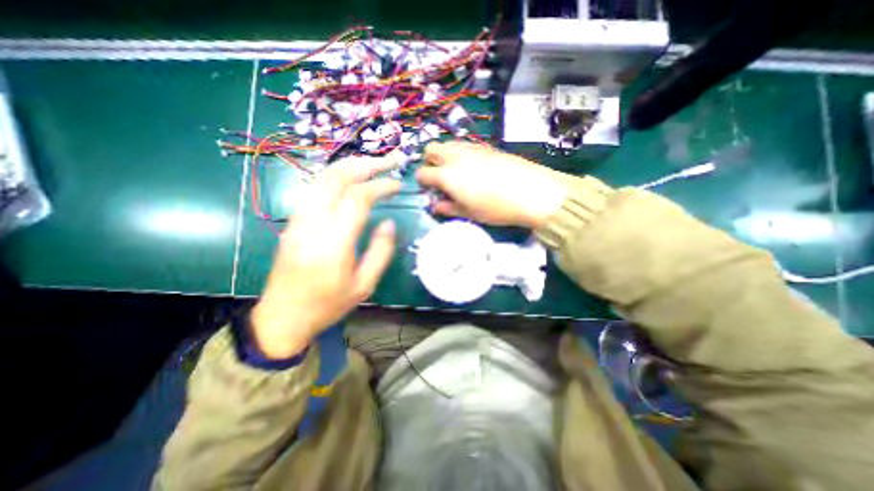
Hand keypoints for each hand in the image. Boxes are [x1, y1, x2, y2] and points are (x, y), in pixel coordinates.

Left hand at [251, 155, 400, 359]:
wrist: (282, 316)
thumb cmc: (328, 304)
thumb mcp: (364, 285)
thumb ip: (381, 251)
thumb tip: (389, 222)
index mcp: (333, 243)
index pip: (357, 198)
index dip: (380, 185)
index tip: (397, 184)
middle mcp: (312, 224)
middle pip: (336, 178)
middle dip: (366, 164)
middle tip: (389, 160)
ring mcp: (297, 220)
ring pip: (322, 178)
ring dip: (350, 166)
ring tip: (373, 164)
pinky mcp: (292, 221)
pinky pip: (314, 188)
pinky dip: (335, 176)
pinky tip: (350, 178)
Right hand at [414, 139, 566, 228]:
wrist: (530, 191)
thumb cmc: (496, 208)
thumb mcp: (469, 213)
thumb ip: (447, 208)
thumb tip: (434, 205)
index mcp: (447, 175)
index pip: (422, 173)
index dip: (422, 182)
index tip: (429, 190)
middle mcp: (455, 157)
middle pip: (430, 149)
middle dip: (429, 161)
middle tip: (439, 177)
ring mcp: (471, 148)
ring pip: (447, 143)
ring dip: (444, 155)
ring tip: (456, 172)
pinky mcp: (485, 146)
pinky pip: (464, 145)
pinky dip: (460, 153)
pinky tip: (473, 167)